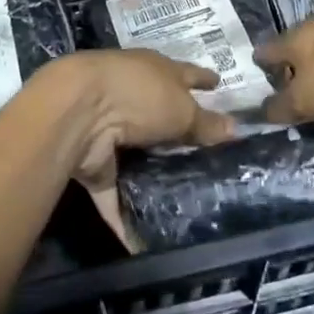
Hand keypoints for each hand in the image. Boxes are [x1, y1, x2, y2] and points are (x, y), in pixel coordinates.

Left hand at [34, 49, 235, 195]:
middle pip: (159, 113)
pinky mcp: (94, 163)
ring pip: (135, 152)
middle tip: (204, 154)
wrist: (78, 112)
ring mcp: (109, 129)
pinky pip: (112, 192)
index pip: (186, 74)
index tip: (218, 83)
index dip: (203, 79)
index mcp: (156, 71)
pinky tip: (139, 242)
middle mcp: (132, 95)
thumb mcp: (181, 109)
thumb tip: (235, 129)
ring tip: (177, 197)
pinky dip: (123, 215)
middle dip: (176, 130)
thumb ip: (205, 123)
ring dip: (148, 171)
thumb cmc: (139, 95)